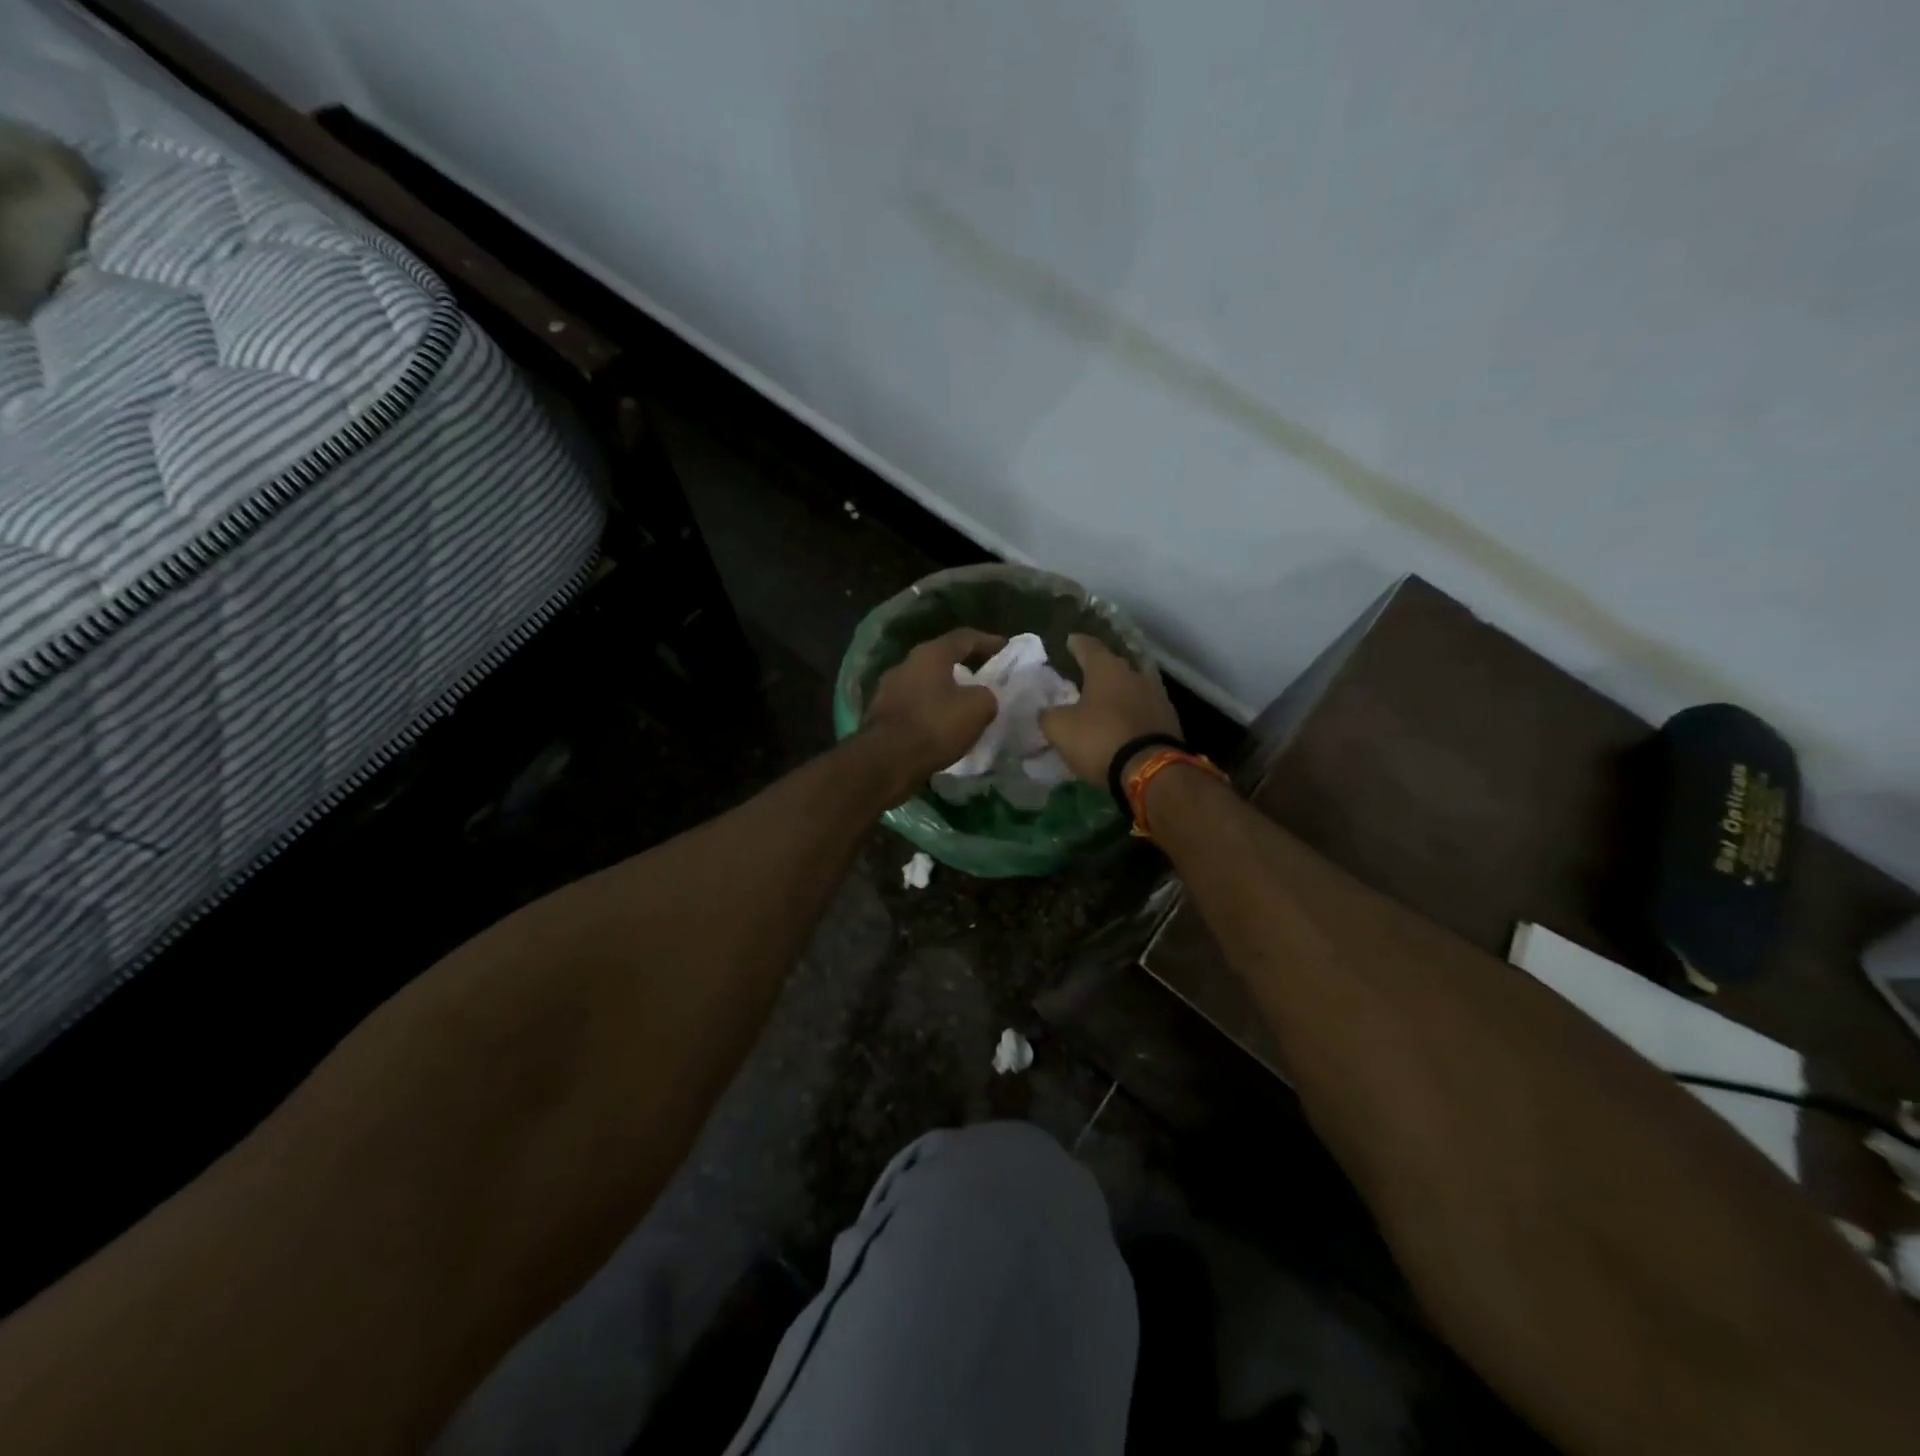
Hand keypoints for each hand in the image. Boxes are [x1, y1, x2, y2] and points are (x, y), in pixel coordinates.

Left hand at [861, 628, 1004, 797]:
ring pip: (925, 684)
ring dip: (946, 691)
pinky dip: (931, 711)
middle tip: (985, 676)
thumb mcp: (978, 708)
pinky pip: (914, 706)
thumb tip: (982, 697)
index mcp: (929, 655)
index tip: (1005, 647)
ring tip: (965, 704)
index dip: (987, 641)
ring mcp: (888, 690)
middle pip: (940, 659)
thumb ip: (987, 695)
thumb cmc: (934, 726)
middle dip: (964, 666)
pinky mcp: (881, 716)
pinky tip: (943, 726)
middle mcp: (905, 665)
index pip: (964, 638)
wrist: (885, 762)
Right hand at [1039, 634, 1181, 782]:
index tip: (1070, 640)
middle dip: (1099, 669)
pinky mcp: (1169, 720)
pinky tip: (1123, 722)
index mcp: (1106, 669)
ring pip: (1132, 686)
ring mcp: (1157, 696)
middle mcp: (1134, 674)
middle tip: (1084, 674)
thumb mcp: (1060, 728)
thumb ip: (1048, 715)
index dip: (1076, 643)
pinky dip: (1132, 712)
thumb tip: (1047, 712)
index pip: (1088, 646)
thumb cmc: (1100, 739)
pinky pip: (1144, 709)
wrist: (1151, 769)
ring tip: (1104, 700)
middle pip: (1114, 665)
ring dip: (1118, 692)